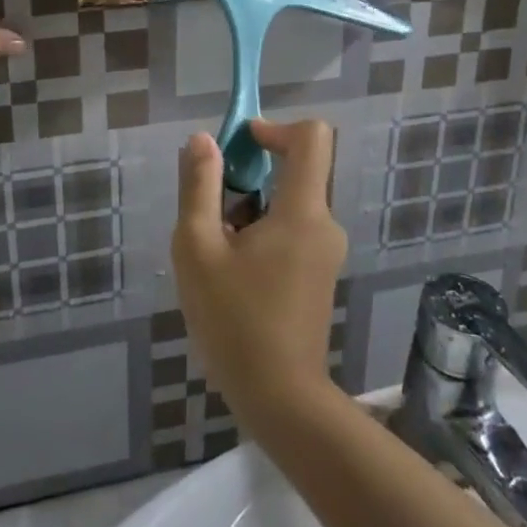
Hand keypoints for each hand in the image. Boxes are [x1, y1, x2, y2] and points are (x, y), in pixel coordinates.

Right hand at [172, 119, 346, 436]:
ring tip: (217, 249)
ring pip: (291, 201)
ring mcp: (327, 250)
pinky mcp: (320, 272)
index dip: (276, 127)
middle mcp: (325, 223)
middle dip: (252, 175)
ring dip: (253, 207)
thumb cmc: (235, 321)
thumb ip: (199, 187)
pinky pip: (295, 228)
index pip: (312, 137)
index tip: (240, 145)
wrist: (280, 399)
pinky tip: (234, 271)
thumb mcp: (199, 249)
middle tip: (212, 207)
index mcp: (303, 210)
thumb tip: (203, 140)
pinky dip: (265, 230)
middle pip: (297, 169)